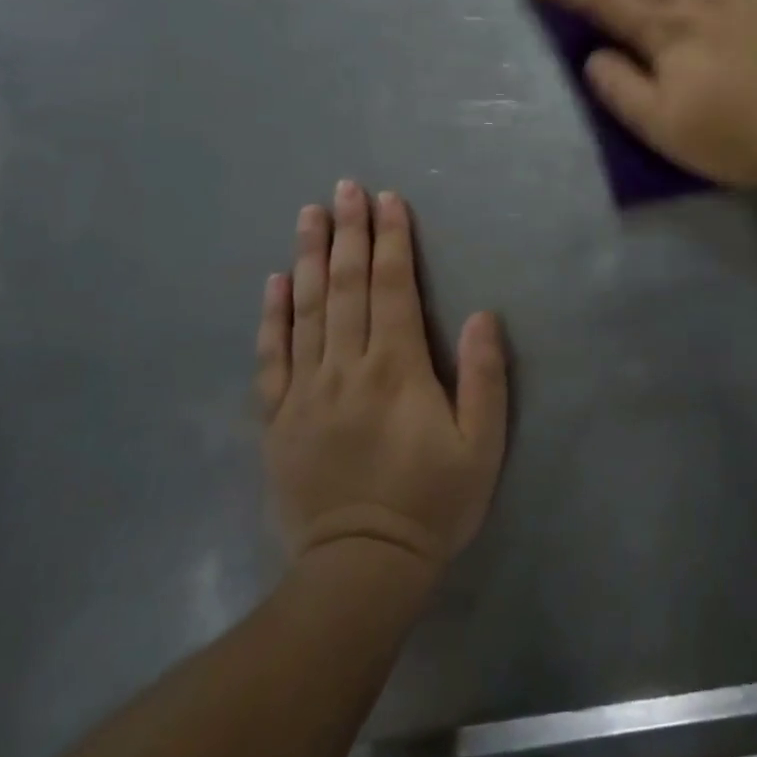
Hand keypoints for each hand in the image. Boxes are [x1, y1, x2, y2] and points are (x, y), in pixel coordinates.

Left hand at [258, 182, 507, 573]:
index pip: (393, 287)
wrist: (361, 569)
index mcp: (397, 368)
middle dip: (349, 232)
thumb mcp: (482, 446)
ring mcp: (305, 390)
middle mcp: (346, 367)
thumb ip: (484, 377)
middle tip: (345, 187)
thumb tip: (480, 315)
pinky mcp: (277, 418)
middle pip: (347, 286)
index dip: (392, 240)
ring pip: (307, 309)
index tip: (387, 200)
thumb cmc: (432, 503)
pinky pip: (272, 356)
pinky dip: (272, 315)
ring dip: (310, 257)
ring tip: (309, 215)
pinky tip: (274, 282)